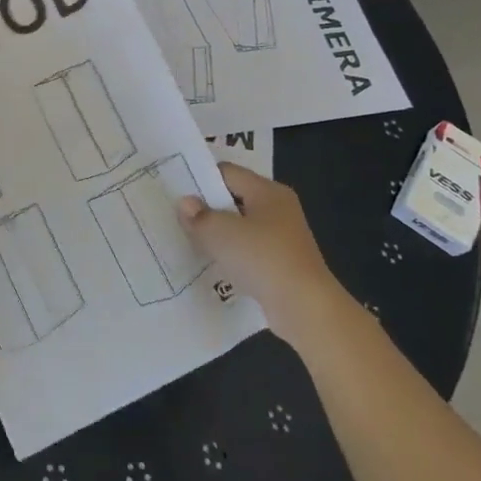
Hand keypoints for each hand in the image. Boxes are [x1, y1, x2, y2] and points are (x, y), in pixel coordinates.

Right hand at [177, 163, 338, 327]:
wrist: (305, 308)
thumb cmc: (263, 258)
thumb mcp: (221, 233)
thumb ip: (199, 216)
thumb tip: (185, 203)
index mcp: (268, 192)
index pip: (228, 172)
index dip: (200, 178)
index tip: (175, 191)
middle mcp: (278, 209)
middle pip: (234, 199)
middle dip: (207, 208)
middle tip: (176, 216)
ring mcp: (282, 238)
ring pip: (240, 227)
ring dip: (218, 234)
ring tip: (188, 241)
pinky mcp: (282, 264)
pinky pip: (248, 251)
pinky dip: (231, 255)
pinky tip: (211, 265)